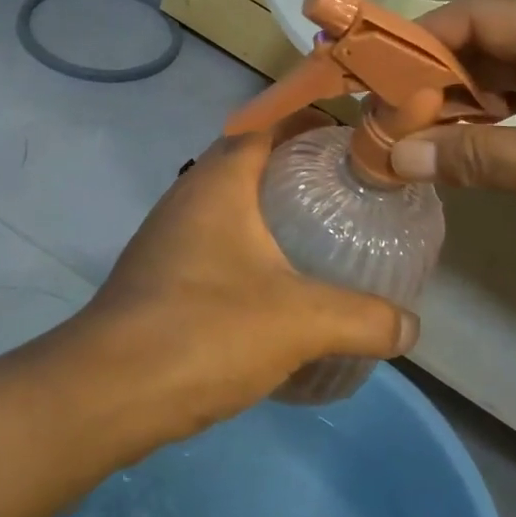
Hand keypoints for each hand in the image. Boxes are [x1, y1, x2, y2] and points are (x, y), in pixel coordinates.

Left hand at [68, 111, 419, 444]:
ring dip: (271, 207)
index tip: (353, 138)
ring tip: (321, 231)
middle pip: (250, 159)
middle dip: (298, 165)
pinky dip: (250, 245)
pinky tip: (278, 284)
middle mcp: (189, 196)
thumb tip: (412, 327)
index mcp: (220, 181)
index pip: (268, 123)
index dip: (310, 119)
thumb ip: (364, 320)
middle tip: (348, 187)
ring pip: (230, 202)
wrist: (103, 396)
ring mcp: (168, 236)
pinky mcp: (159, 275)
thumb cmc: (204, 330)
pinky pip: (215, 240)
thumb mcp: (300, 322)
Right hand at [388, 0, 515, 284]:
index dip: (421, 39)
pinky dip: (497, 117)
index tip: (375, 73)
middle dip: (436, 75)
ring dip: (464, 99)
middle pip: (489, 43)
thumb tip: (395, 156)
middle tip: (387, 113)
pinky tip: (467, 140)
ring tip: (415, 130)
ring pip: (510, 73)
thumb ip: (476, 158)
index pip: (477, 15)